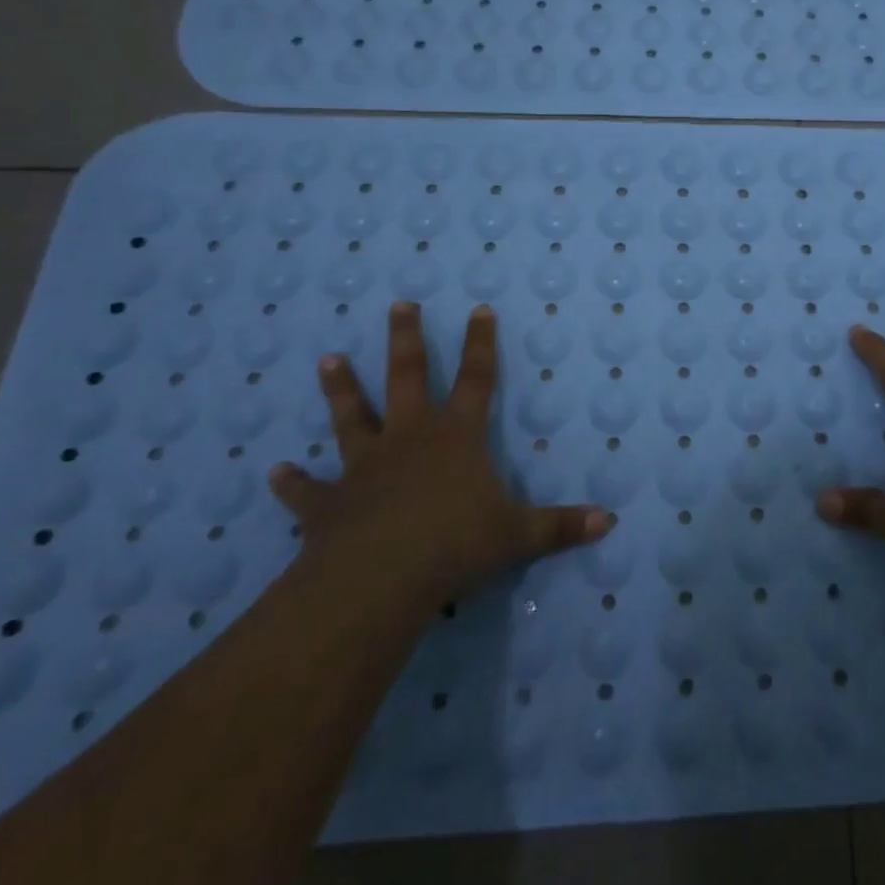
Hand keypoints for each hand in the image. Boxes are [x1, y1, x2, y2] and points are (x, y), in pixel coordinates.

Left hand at [268, 302, 610, 614]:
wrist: (379, 580)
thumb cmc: (455, 545)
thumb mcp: (518, 536)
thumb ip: (561, 527)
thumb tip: (609, 521)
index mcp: (457, 436)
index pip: (477, 378)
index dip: (480, 343)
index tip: (478, 308)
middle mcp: (410, 439)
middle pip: (407, 377)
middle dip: (406, 339)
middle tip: (399, 304)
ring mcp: (365, 467)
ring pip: (352, 418)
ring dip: (341, 389)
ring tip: (328, 359)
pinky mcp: (330, 504)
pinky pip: (307, 491)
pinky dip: (292, 483)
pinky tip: (275, 472)